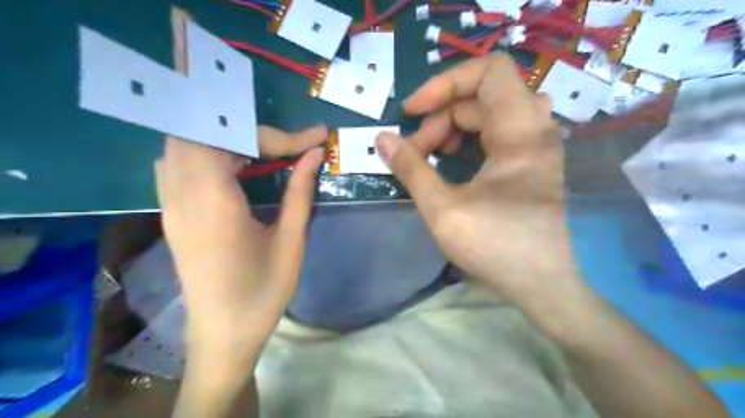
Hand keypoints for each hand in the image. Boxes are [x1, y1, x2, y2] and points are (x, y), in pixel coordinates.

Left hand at [155, 124, 325, 359]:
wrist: (223, 334)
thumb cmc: (262, 292)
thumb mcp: (290, 241)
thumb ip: (300, 192)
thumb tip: (314, 154)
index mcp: (213, 203)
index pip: (234, 140)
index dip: (277, 134)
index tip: (314, 138)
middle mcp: (181, 196)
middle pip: (200, 132)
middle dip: (248, 132)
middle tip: (284, 148)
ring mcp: (170, 204)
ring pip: (185, 145)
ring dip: (226, 140)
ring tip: (263, 155)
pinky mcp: (171, 214)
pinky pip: (179, 164)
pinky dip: (209, 154)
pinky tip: (235, 170)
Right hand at [376, 55, 577, 303]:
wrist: (540, 284)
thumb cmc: (495, 247)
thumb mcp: (443, 209)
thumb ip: (411, 169)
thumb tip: (382, 139)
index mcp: (520, 132)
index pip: (488, 71)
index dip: (445, 83)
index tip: (412, 111)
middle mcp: (534, 129)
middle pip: (480, 96)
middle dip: (440, 117)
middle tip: (414, 152)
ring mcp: (534, 145)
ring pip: (486, 114)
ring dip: (452, 128)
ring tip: (429, 157)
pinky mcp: (529, 162)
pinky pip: (494, 132)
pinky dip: (467, 139)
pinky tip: (451, 161)